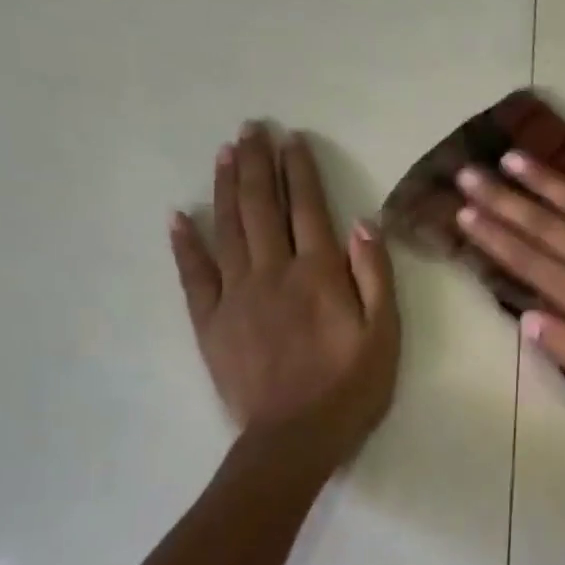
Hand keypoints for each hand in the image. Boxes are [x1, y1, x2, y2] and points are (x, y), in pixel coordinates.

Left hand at [171, 122, 398, 441]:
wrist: (295, 436)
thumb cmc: (352, 386)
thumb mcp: (385, 333)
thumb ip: (375, 276)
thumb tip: (365, 223)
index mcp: (319, 274)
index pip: (308, 209)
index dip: (299, 171)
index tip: (291, 139)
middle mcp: (273, 273)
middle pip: (262, 208)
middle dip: (257, 164)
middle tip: (252, 128)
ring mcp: (236, 295)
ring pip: (228, 229)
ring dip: (226, 187)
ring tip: (225, 153)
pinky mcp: (210, 321)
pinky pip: (193, 274)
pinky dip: (185, 243)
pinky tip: (180, 216)